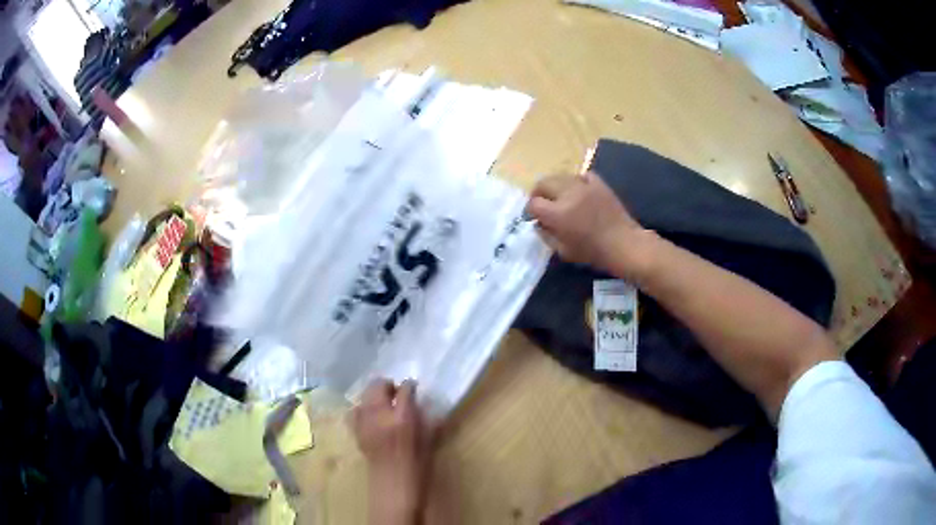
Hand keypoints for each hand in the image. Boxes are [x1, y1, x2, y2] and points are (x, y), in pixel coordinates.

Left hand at [351, 379, 428, 524]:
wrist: (393, 491)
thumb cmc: (418, 470)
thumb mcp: (429, 442)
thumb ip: (425, 420)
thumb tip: (422, 404)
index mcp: (402, 418)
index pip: (405, 389)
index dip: (410, 386)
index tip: (413, 389)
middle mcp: (380, 416)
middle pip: (378, 385)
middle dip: (388, 386)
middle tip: (397, 394)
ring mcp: (365, 424)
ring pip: (364, 395)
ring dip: (375, 395)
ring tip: (384, 405)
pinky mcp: (356, 432)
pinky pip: (355, 411)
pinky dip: (362, 409)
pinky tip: (371, 417)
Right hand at [527, 172, 653, 276]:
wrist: (624, 244)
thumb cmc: (593, 253)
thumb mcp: (563, 251)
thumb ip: (546, 235)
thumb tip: (539, 224)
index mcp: (558, 213)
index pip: (533, 203)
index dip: (530, 210)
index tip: (533, 217)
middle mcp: (568, 194)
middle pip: (543, 183)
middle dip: (538, 193)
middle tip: (542, 204)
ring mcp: (584, 186)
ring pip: (560, 176)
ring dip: (556, 186)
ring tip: (560, 198)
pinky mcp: (599, 184)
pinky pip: (582, 175)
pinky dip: (577, 182)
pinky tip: (579, 191)